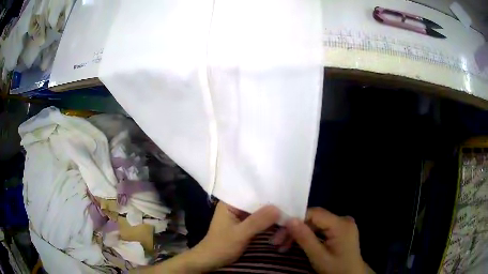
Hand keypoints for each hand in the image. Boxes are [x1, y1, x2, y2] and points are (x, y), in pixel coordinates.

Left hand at [134, 202, 279, 273]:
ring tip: (286, 227)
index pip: (252, 191)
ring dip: (274, 220)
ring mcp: (243, 216)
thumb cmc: (220, 246)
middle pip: (260, 202)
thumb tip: (278, 208)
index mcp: (231, 202)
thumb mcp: (239, 234)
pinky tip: (281, 231)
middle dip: (274, 210)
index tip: (285, 195)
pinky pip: (262, 222)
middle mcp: (238, 206)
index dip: (269, 193)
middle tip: (290, 214)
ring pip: (263, 213)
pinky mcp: (247, 225)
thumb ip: (257, 221)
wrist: (211, 261)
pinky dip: (271, 226)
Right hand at [285, 208, 366, 273]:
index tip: (279, 230)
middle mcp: (343, 219)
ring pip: (316, 223)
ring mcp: (343, 224)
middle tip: (278, 242)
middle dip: (295, 229)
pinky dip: (309, 235)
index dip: (296, 218)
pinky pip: (321, 228)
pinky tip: (298, 243)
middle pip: (314, 219)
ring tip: (284, 245)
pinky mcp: (340, 229)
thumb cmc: (336, 268)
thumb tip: (289, 220)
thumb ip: (305, 238)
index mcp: (341, 225)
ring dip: (300, 233)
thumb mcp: (319, 257)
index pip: (315, 213)